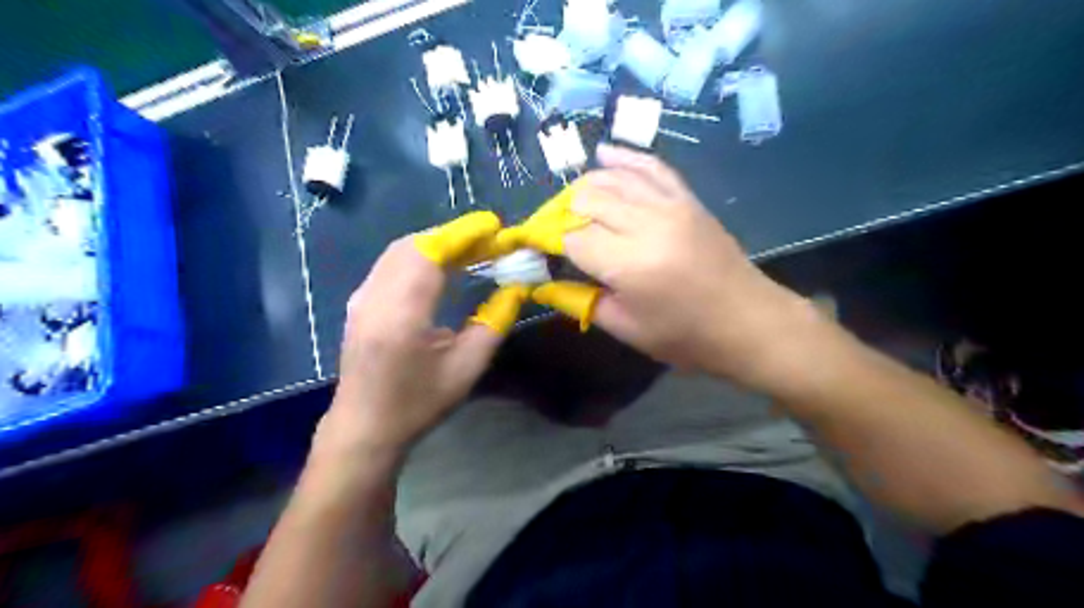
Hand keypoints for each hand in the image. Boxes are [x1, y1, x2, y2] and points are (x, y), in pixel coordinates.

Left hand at [313, 238, 500, 460]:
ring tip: (471, 249)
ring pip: (400, 250)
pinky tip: (440, 265)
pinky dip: (420, 254)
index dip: (463, 234)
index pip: (430, 253)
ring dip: (437, 243)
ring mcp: (361, 297)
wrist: (364, 427)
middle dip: (454, 235)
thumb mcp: (467, 367)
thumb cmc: (419, 403)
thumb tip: (517, 287)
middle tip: (488, 240)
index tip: (494, 226)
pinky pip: (391, 263)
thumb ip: (495, 322)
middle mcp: (375, 296)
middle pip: (414, 245)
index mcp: (401, 315)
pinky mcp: (359, 301)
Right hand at [568, 144, 822, 386]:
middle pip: (586, 201)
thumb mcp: (627, 329)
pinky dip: (624, 159)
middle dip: (560, 214)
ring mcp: (669, 205)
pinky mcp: (687, 199)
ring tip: (570, 206)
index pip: (570, 238)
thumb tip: (544, 283)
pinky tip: (604, 154)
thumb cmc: (686, 336)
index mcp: (628, 263)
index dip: (546, 242)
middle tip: (552, 234)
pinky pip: (651, 167)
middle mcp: (645, 224)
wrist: (748, 321)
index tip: (534, 250)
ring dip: (584, 189)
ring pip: (612, 179)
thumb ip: (581, 301)